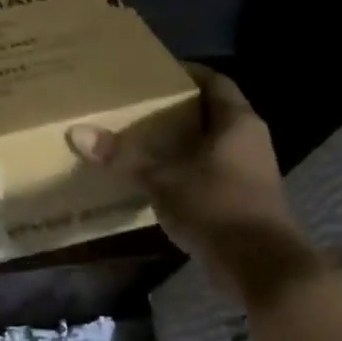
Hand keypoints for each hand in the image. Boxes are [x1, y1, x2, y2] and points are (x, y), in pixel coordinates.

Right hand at [67, 65, 318, 293]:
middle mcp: (249, 140)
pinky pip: (211, 174)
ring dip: (181, 143)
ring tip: (141, 140)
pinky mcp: (244, 201)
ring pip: (211, 146)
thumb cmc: (217, 206)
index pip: (215, 81)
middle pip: (211, 113)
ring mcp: (251, 173)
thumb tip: (77, 132)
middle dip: (177, 109)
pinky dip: (186, 171)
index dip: (187, 73)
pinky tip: (157, 179)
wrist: (264, 268)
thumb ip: (122, 155)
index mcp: (237, 122)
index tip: (154, 72)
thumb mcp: (162, 179)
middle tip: (138, 105)